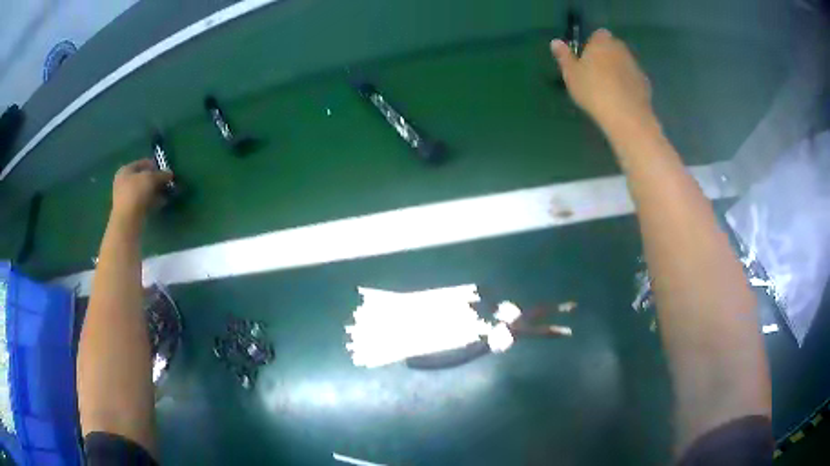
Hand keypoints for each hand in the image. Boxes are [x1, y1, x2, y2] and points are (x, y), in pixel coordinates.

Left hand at [111, 159, 172, 224]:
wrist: (127, 222)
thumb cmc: (136, 193)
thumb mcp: (151, 178)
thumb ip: (162, 174)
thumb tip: (170, 173)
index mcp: (125, 170)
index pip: (143, 163)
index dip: (155, 165)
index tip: (165, 170)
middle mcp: (123, 182)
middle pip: (143, 177)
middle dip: (156, 180)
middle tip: (167, 183)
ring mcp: (126, 197)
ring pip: (144, 191)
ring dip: (155, 191)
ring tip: (167, 193)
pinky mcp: (130, 211)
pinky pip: (143, 202)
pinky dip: (152, 201)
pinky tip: (162, 203)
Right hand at [551, 29, 656, 135]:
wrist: (625, 116)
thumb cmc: (593, 90)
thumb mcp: (571, 74)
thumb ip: (564, 56)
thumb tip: (555, 42)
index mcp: (602, 42)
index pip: (599, 34)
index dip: (593, 44)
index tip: (587, 57)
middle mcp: (621, 49)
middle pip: (613, 48)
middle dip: (607, 56)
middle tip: (596, 74)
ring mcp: (636, 66)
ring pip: (624, 64)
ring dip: (618, 71)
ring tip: (608, 90)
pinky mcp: (645, 84)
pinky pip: (633, 80)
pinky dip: (628, 86)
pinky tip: (621, 100)